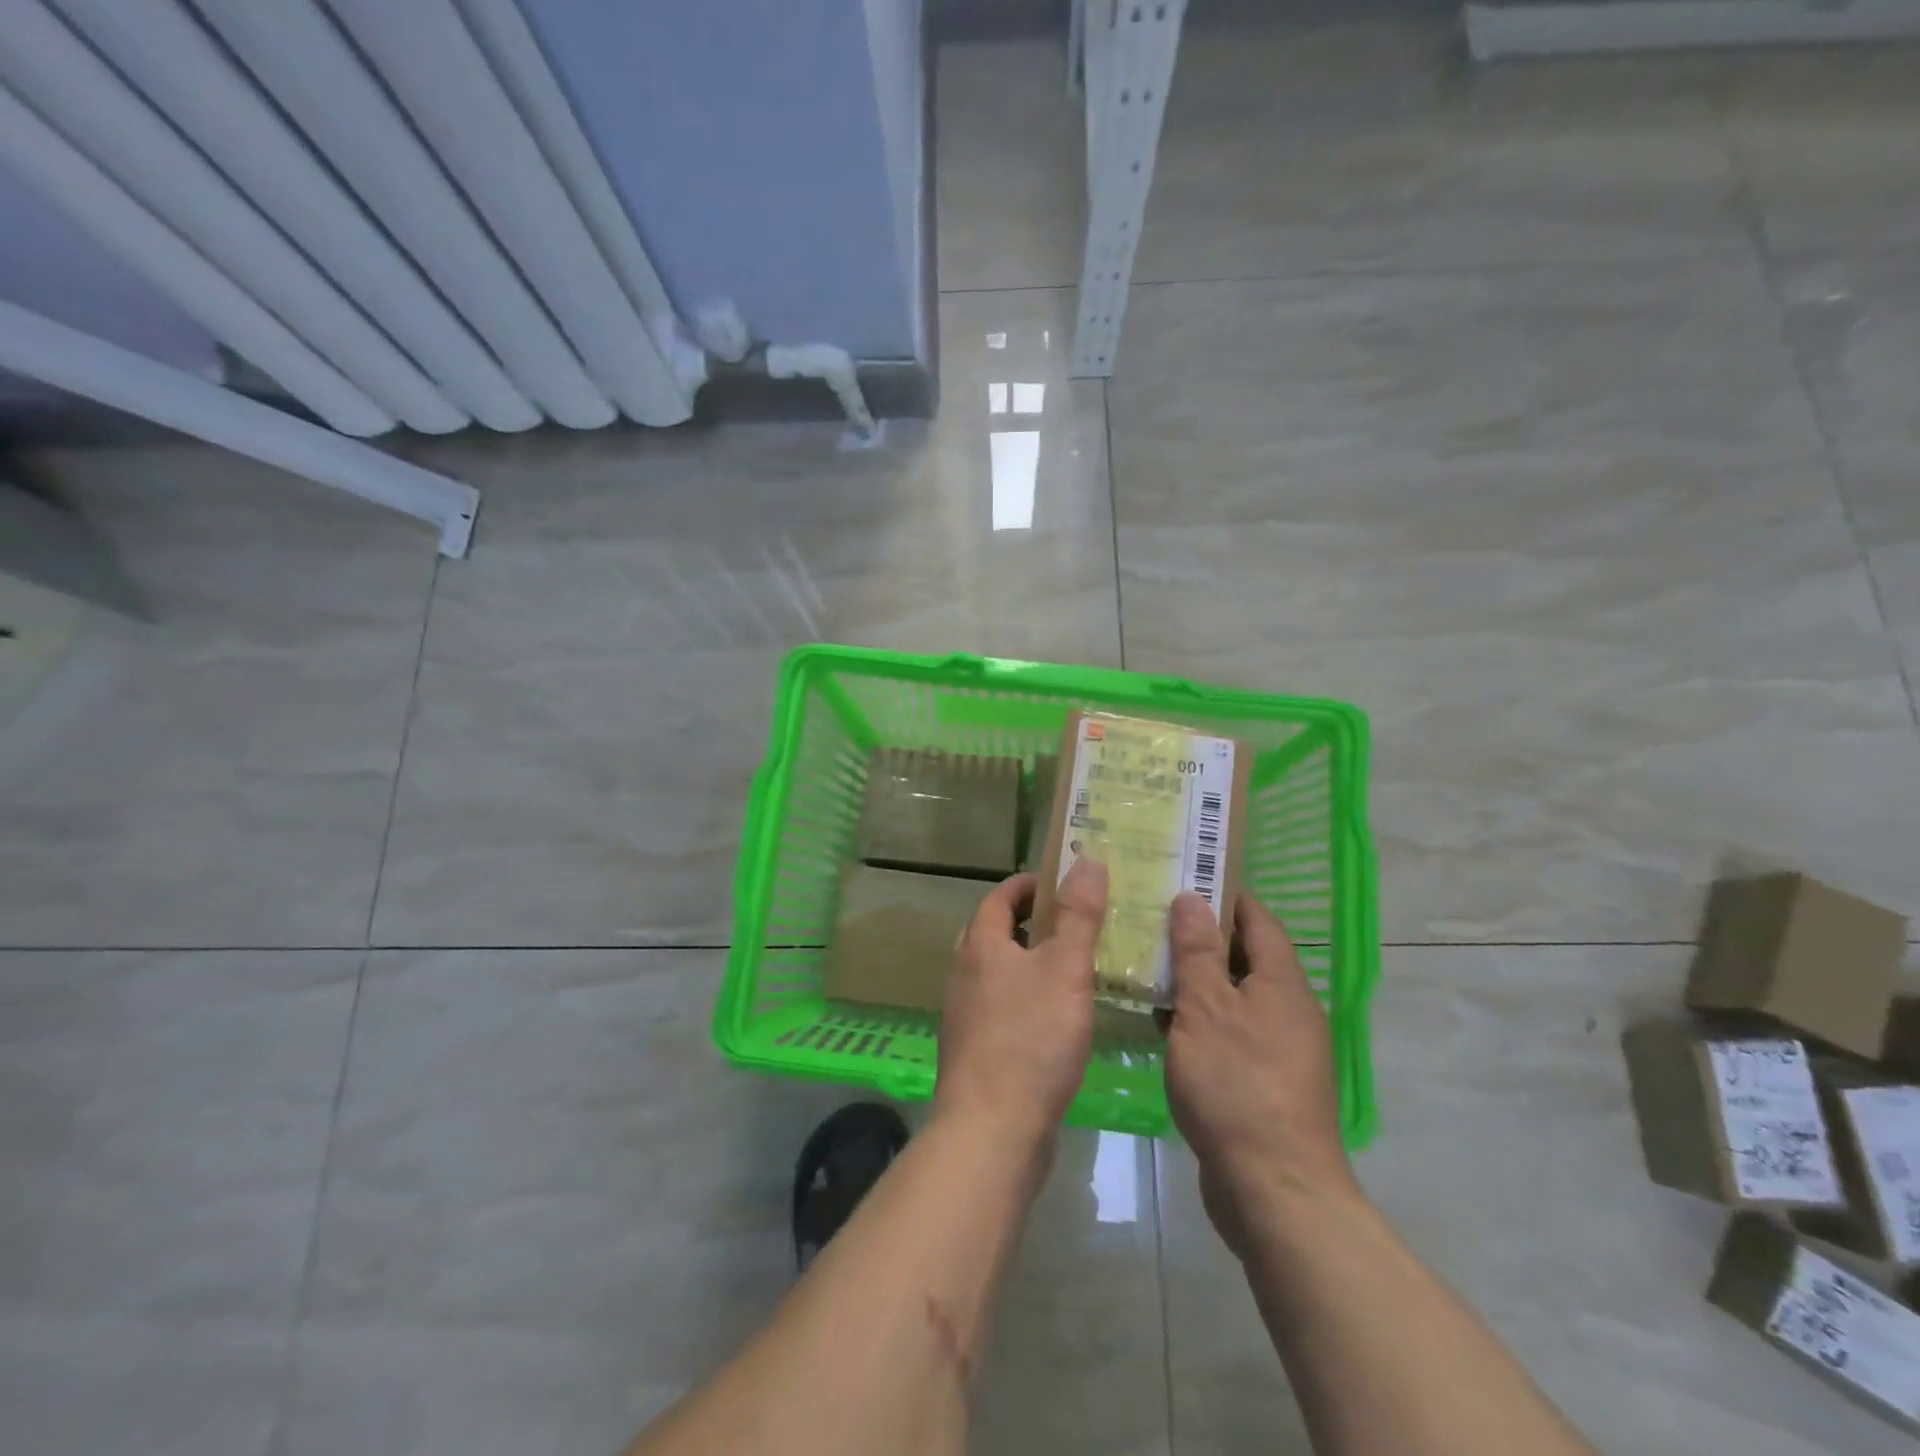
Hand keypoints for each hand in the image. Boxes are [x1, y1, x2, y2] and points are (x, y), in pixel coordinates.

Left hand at [935, 859, 1107, 1151]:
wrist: (992, 1129)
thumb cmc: (1030, 1039)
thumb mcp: (1065, 969)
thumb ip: (1078, 915)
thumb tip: (1086, 859)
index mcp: (981, 947)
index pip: (999, 898)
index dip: (1028, 885)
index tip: (1061, 881)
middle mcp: (964, 974)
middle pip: (994, 933)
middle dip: (1029, 922)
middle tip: (1072, 921)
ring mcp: (966, 1015)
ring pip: (998, 973)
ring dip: (1030, 962)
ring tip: (1072, 966)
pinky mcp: (976, 1051)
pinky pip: (1002, 1007)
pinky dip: (1027, 998)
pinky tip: (1057, 1018)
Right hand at [1165, 890, 1359, 1258]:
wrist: (1274, 1190)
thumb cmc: (1238, 1086)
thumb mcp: (1207, 1009)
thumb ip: (1198, 953)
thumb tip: (1192, 898)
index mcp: (1282, 982)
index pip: (1256, 919)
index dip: (1223, 894)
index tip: (1181, 877)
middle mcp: (1287, 1009)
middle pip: (1243, 956)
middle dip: (1199, 935)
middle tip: (1148, 917)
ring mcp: (1277, 1048)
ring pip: (1231, 995)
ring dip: (1194, 979)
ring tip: (1144, 961)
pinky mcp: (1261, 1080)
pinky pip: (1227, 1031)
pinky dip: (1197, 1018)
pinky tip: (1159, 1020)